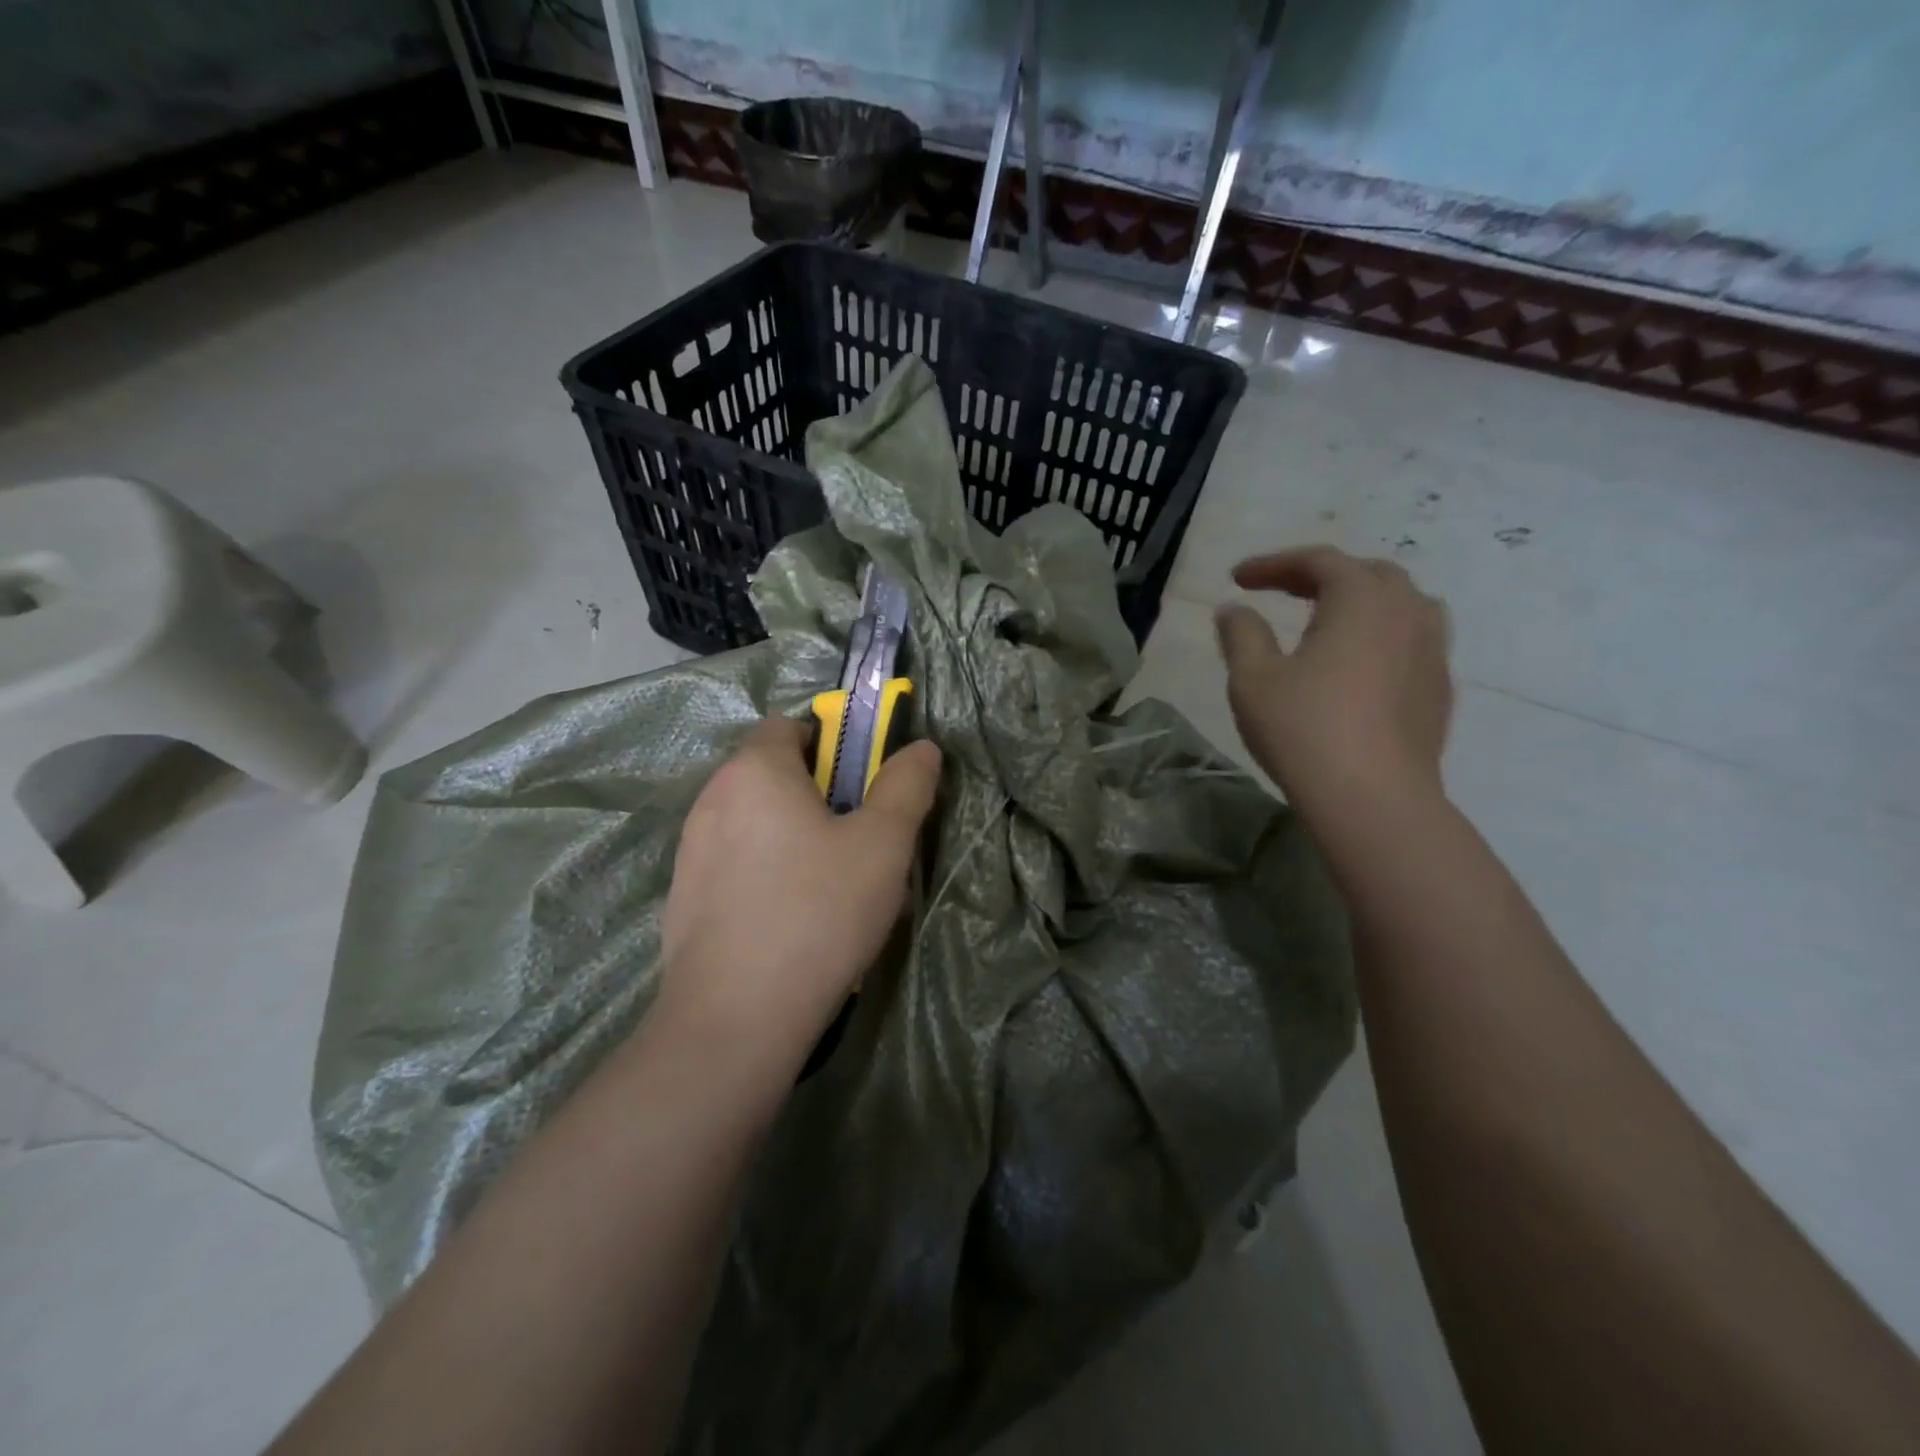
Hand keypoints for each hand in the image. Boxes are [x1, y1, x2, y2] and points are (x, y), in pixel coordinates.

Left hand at [656, 716, 941, 1065]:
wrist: (736, 1017)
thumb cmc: (818, 912)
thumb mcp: (882, 844)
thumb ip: (906, 787)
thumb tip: (922, 748)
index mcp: (755, 771)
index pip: (788, 726)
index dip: (831, 744)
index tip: (861, 786)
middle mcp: (712, 798)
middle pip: (771, 775)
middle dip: (816, 794)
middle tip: (857, 840)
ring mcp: (691, 851)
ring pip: (754, 823)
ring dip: (790, 836)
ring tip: (829, 887)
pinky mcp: (683, 898)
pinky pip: (735, 865)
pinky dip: (764, 874)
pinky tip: (790, 921)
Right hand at [1214, 546, 1452, 814]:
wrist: (1373, 798)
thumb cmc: (1304, 729)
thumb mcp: (1253, 679)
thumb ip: (1241, 635)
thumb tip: (1234, 609)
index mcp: (1361, 600)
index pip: (1318, 561)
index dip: (1274, 564)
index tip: (1237, 578)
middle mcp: (1407, 612)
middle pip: (1367, 574)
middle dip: (1320, 575)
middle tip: (1281, 591)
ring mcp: (1432, 651)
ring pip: (1401, 604)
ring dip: (1360, 601)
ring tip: (1329, 619)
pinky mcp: (1439, 689)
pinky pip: (1413, 640)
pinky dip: (1380, 635)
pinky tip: (1358, 664)